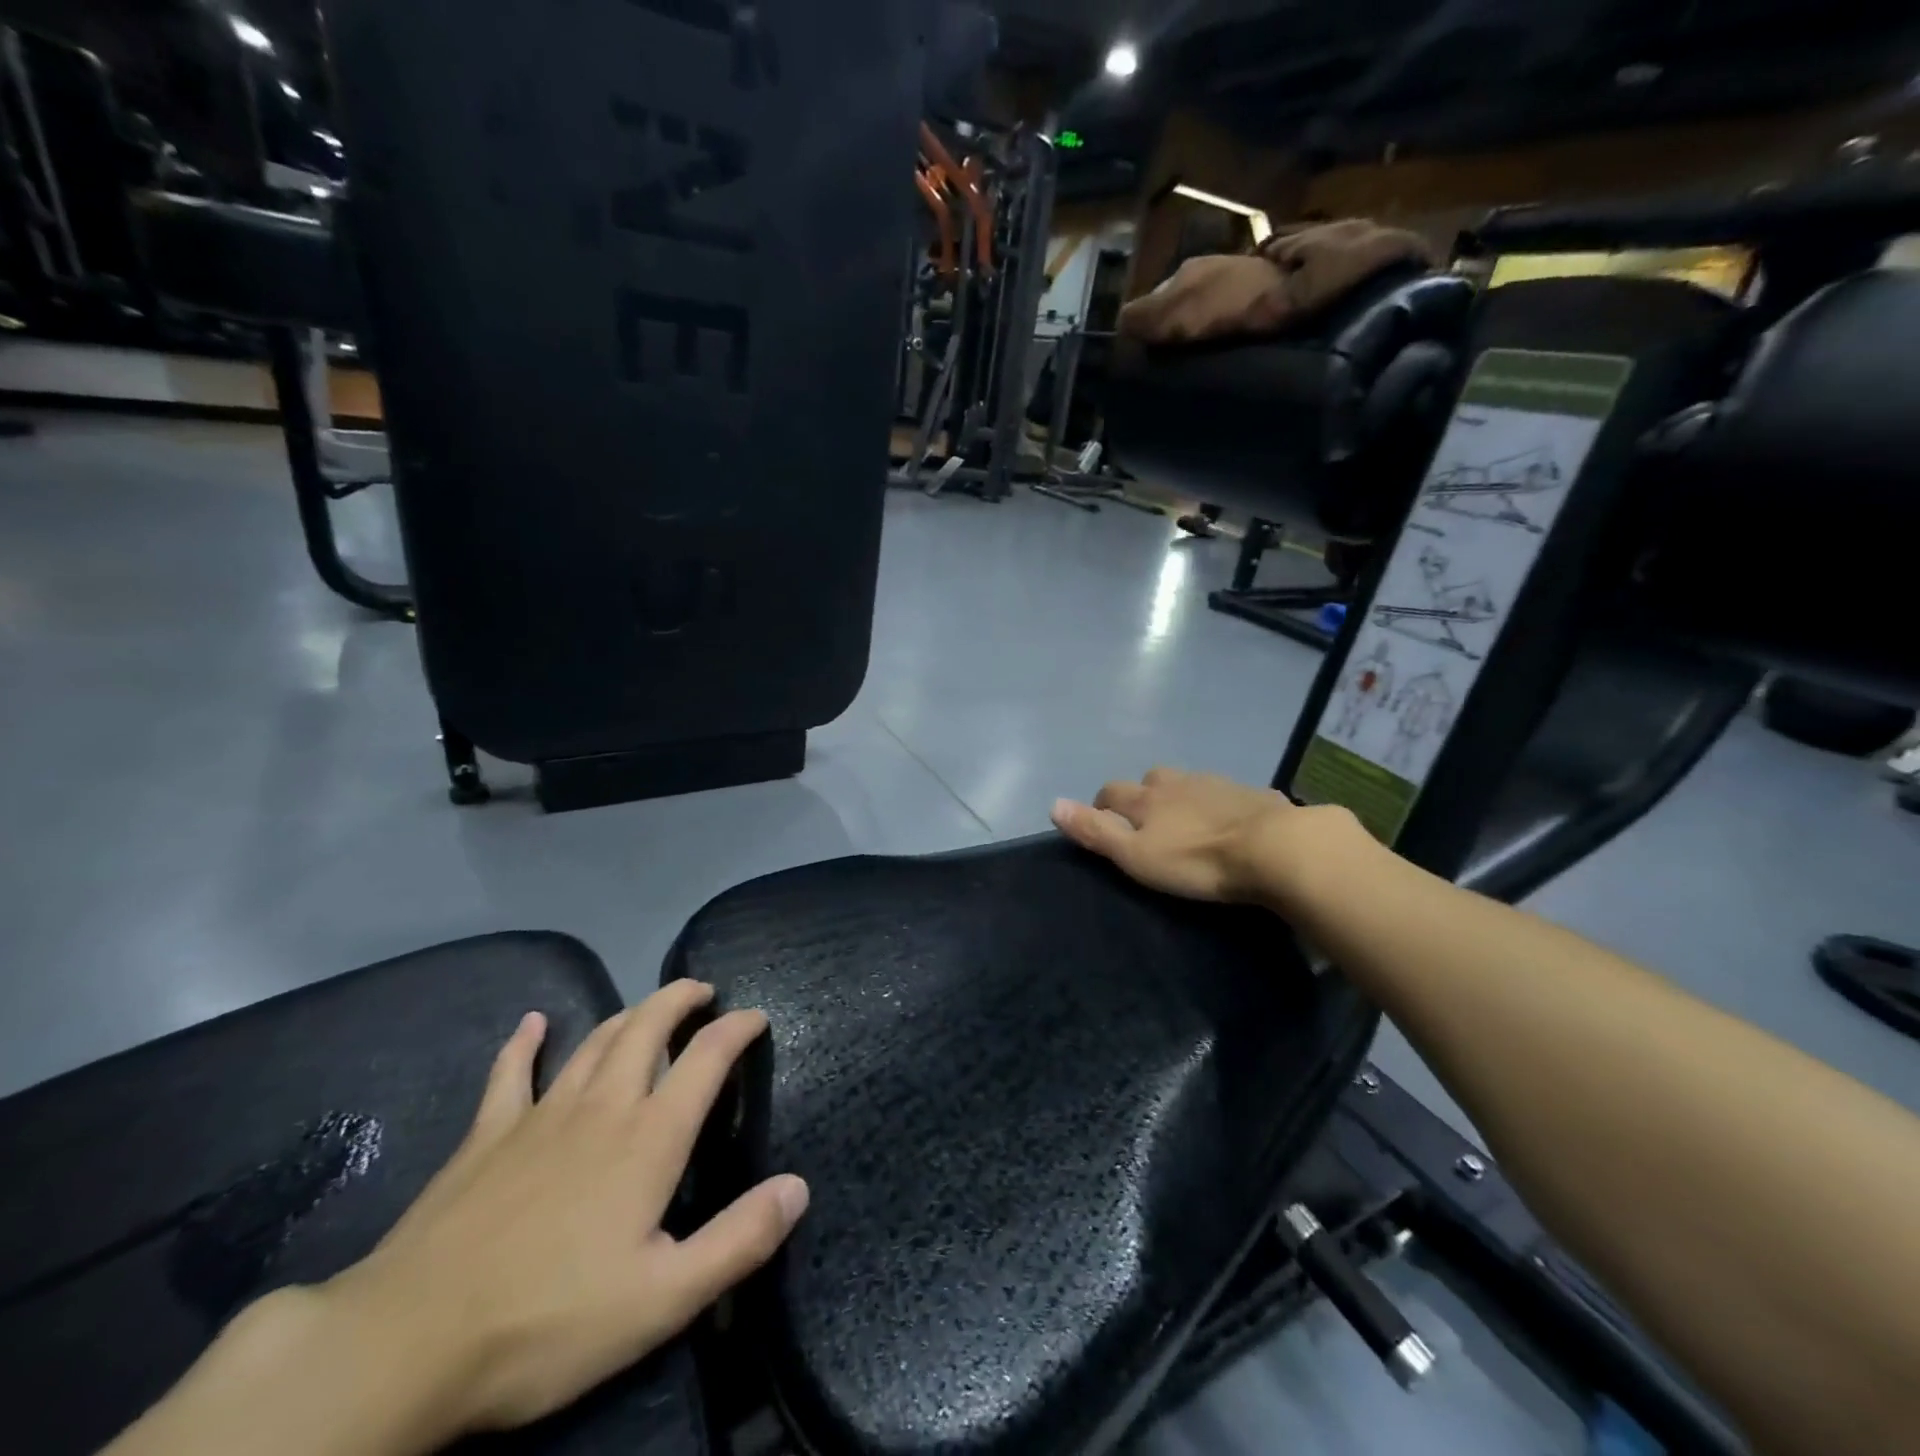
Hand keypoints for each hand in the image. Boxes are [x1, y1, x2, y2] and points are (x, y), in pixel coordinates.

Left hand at [315, 982, 806, 1440]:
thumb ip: (739, 1240)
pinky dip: (525, 1043)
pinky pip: (511, 1073)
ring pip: (594, 1041)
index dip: (738, 1028)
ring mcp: (541, 1114)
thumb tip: (798, 1187)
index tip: (756, 1016)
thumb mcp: (663, 1299)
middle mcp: (603, 1106)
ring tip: (649, 1006)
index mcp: (649, 1138)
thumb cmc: (548, 1322)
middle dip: (680, 999)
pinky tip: (532, 1023)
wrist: (408, 1344)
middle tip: (702, 990)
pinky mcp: (487, 1135)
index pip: (707, 1058)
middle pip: (648, 1028)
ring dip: (628, 1014)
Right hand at [1051, 766, 1360, 907]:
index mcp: (1148, 798)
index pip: (1112, 792)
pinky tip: (1229, 825)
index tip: (1103, 824)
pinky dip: (1219, 806)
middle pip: (1151, 780)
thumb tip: (1053, 804)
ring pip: (1189, 785)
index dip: (1102, 805)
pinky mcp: (1253, 795)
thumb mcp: (1136, 855)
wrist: (1277, 849)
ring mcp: (1218, 784)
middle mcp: (1178, 783)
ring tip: (1187, 824)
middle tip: (1148, 824)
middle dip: (1143, 796)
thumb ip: (1096, 831)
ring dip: (1181, 799)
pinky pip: (1226, 795)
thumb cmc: (1197, 860)